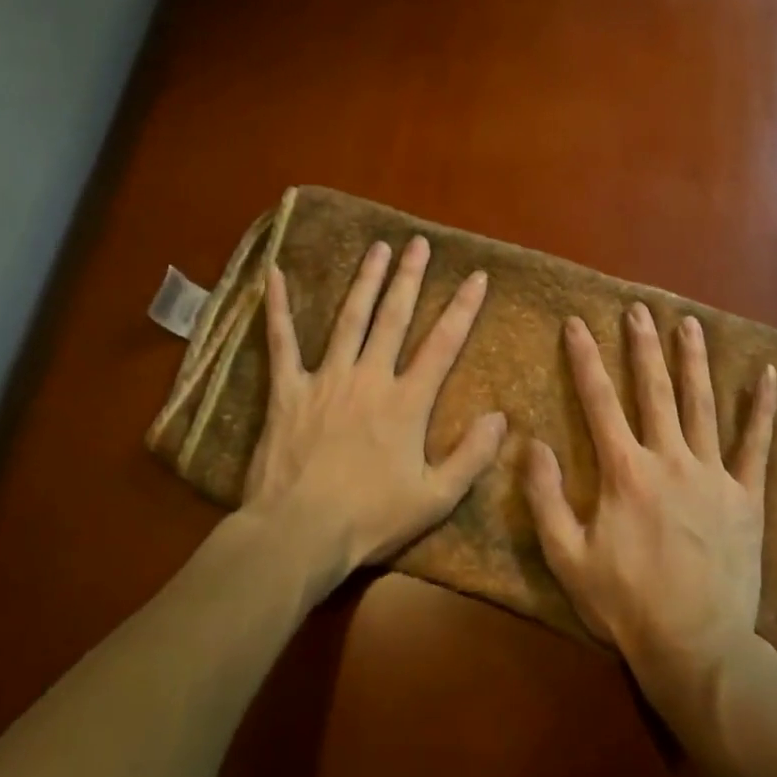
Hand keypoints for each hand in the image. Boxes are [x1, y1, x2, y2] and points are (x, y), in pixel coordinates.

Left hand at [241, 236, 505, 586]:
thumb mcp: (435, 498)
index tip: (476, 276)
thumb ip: (471, 456)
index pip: (443, 344)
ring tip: (378, 248)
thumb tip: (501, 417)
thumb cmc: (369, 519)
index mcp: (406, 401)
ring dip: (365, 281)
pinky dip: (277, 309)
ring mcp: (326, 379)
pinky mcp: (287, 391)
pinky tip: (274, 276)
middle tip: (419, 243)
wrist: (299, 533)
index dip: (463, 308)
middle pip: (394, 318)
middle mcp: (369, 377)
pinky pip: (281, 342)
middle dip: (410, 278)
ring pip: (350, 319)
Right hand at [522, 303, 776, 719]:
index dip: (584, 359)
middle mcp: (669, 459)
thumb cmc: (626, 603)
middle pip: (653, 391)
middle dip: (643, 346)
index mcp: (625, 471)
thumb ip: (544, 497)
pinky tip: (769, 375)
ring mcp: (713, 475)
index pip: (598, 401)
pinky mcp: (747, 496)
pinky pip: (757, 445)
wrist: (696, 647)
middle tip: (638, 309)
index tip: (576, 324)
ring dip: (693, 361)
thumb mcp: (567, 557)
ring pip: (702, 404)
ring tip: (688, 323)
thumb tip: (530, 442)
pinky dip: (763, 409)